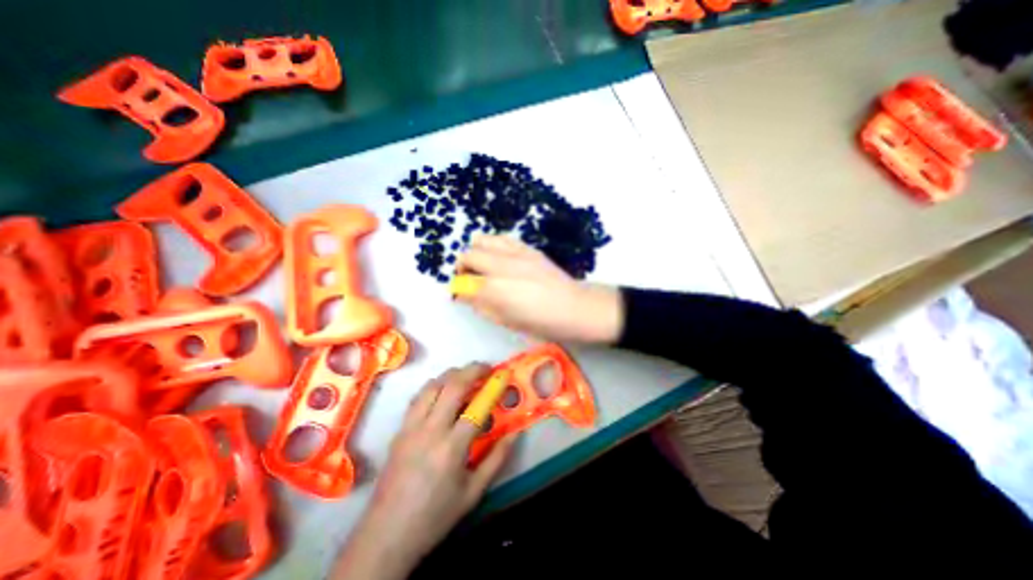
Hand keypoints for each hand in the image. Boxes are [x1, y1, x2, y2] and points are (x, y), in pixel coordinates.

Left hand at [331, 366, 511, 576]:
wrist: (386, 535)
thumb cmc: (435, 515)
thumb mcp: (473, 492)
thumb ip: (496, 459)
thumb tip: (514, 433)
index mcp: (451, 448)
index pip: (476, 407)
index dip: (492, 387)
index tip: (502, 375)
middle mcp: (430, 430)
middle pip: (452, 385)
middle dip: (472, 369)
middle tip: (485, 368)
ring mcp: (411, 427)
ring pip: (432, 385)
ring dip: (452, 374)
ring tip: (466, 377)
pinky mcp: (399, 429)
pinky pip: (418, 397)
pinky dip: (434, 386)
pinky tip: (442, 393)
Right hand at [457, 233, 620, 343]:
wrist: (575, 307)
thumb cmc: (541, 323)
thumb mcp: (507, 322)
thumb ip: (482, 306)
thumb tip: (466, 294)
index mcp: (495, 290)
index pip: (463, 281)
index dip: (457, 287)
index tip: (461, 294)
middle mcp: (502, 266)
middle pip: (468, 254)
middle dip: (463, 267)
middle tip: (470, 279)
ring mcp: (517, 253)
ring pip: (482, 240)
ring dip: (476, 252)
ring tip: (483, 265)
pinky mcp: (529, 248)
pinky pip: (502, 238)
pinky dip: (493, 245)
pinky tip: (499, 257)